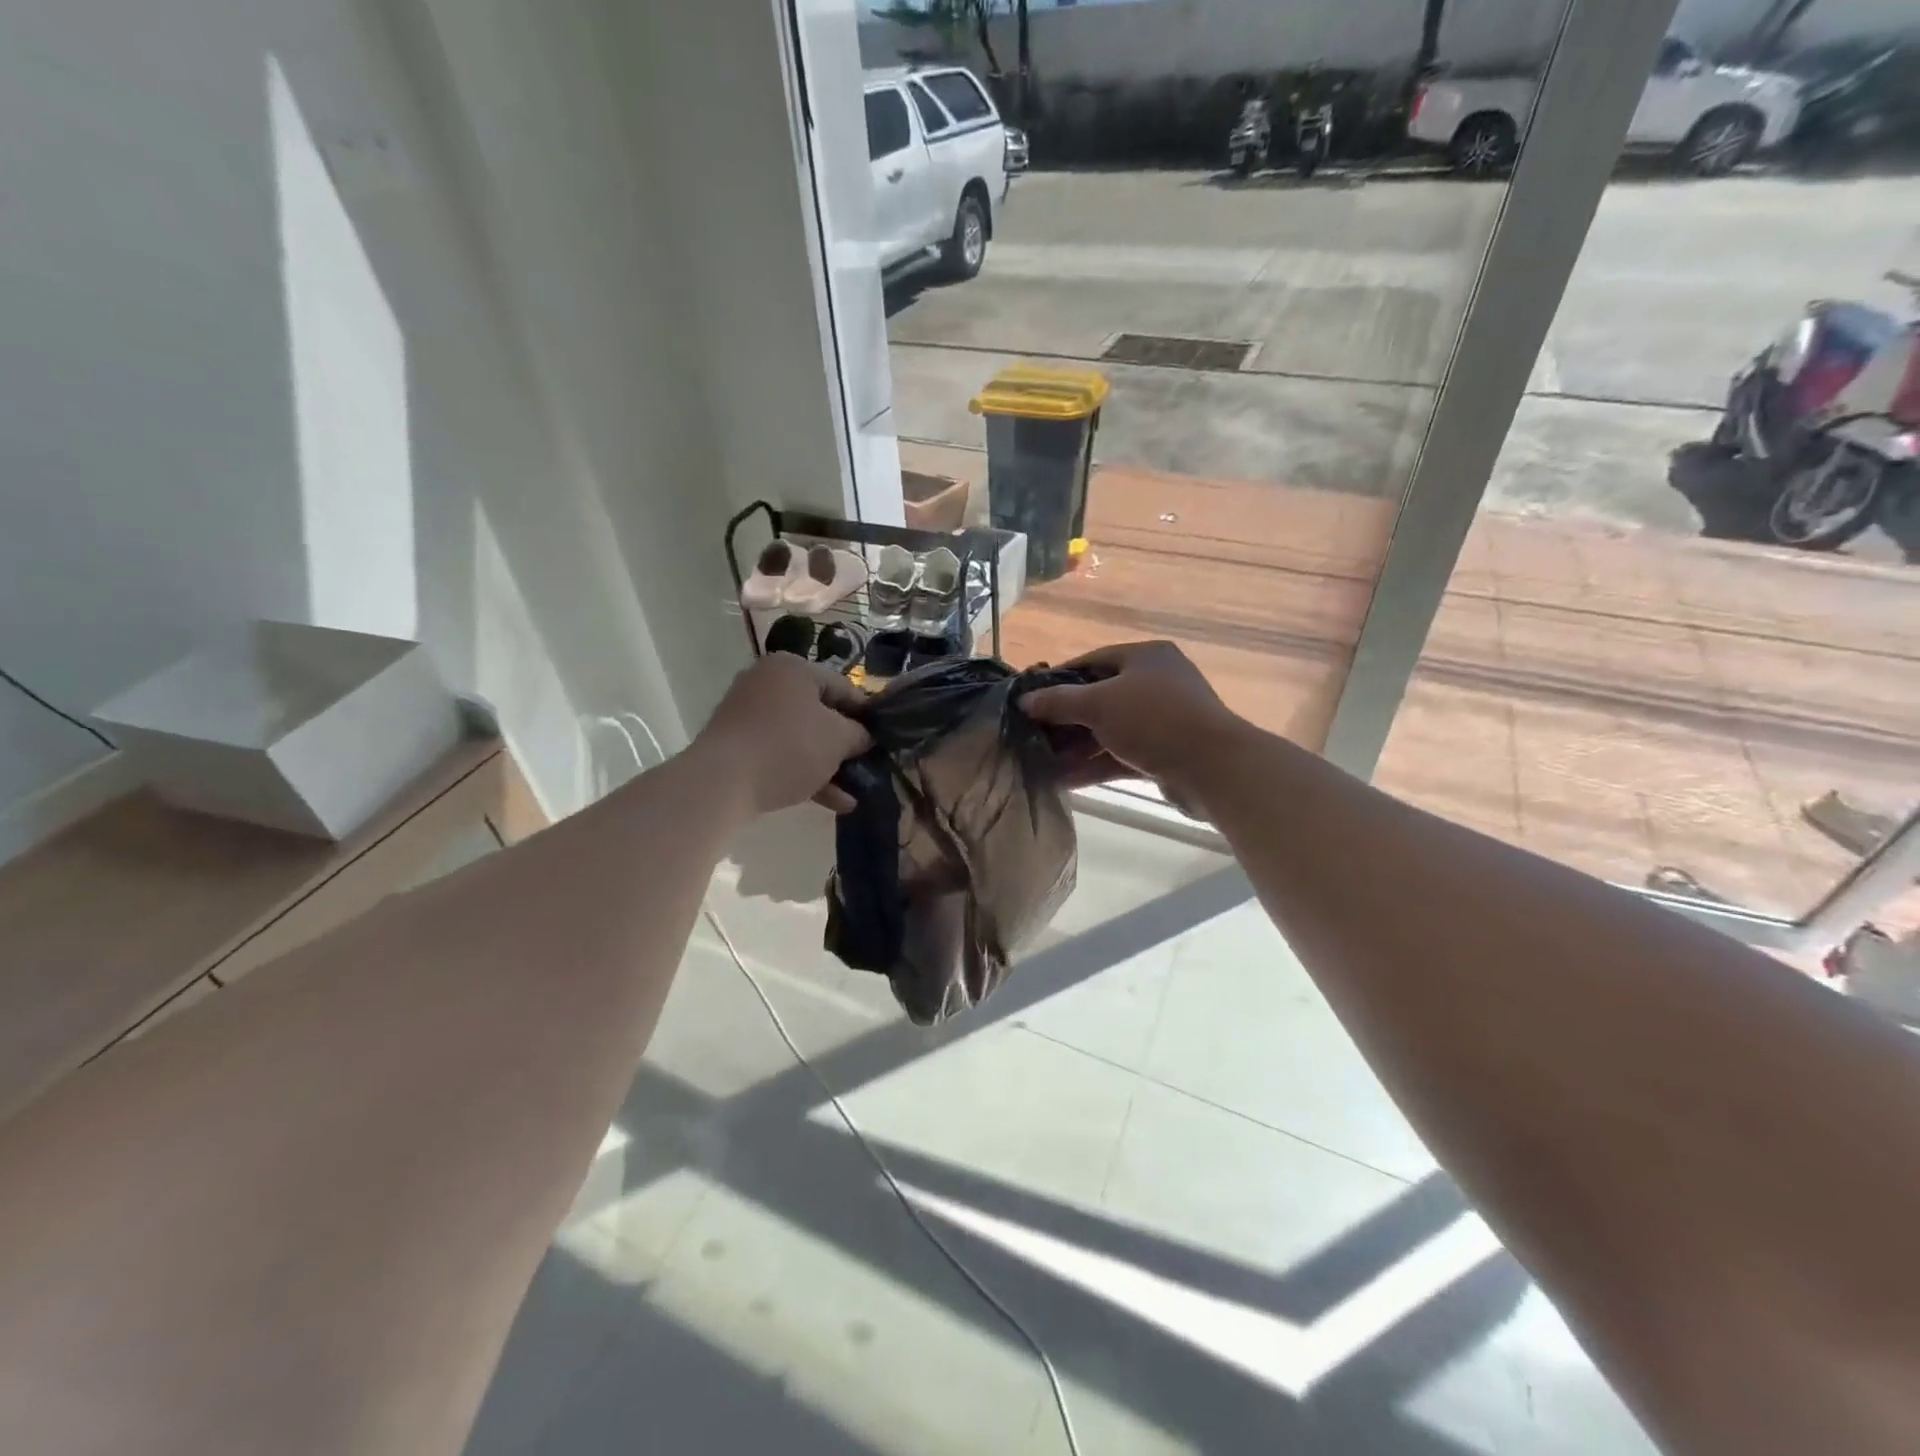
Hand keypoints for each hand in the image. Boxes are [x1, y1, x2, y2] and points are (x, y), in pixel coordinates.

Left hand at [695, 655, 872, 815]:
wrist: (722, 782)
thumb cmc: (789, 747)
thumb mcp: (838, 739)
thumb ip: (860, 734)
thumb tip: (865, 737)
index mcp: (792, 668)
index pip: (843, 687)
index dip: (867, 715)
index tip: (882, 740)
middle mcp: (767, 683)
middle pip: (820, 713)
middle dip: (845, 745)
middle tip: (866, 765)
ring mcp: (748, 714)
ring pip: (801, 738)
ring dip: (829, 765)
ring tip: (853, 792)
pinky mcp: (738, 745)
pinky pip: (781, 754)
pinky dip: (805, 773)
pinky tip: (834, 802)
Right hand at [1020, 641, 1242, 812]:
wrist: (1212, 768)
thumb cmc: (1153, 720)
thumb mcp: (1098, 704)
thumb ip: (1058, 702)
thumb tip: (1025, 701)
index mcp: (1145, 657)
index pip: (1092, 661)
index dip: (1059, 679)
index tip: (1031, 698)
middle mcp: (1156, 683)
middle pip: (1100, 698)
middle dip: (1066, 720)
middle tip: (1033, 734)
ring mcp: (1163, 720)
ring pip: (1110, 731)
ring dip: (1077, 748)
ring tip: (1042, 761)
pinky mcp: (1165, 754)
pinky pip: (1122, 756)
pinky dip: (1095, 766)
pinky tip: (1064, 780)